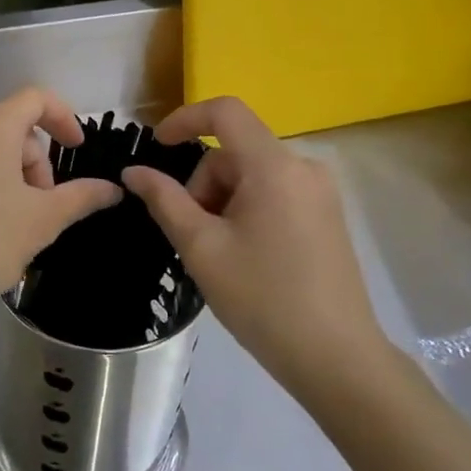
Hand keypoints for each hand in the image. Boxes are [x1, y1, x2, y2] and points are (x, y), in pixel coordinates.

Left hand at [0, 87, 121, 346]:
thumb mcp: (41, 222)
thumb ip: (81, 197)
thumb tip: (112, 188)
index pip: (35, 98)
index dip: (63, 117)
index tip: (75, 149)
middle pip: (6, 129)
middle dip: (32, 162)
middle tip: (39, 208)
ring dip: (0, 177)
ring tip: (3, 225)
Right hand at [120, 97, 387, 402]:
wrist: (336, 358)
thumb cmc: (262, 299)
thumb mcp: (202, 248)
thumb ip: (165, 200)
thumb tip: (134, 171)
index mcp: (274, 166)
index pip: (225, 112)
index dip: (184, 120)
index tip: (156, 147)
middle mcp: (303, 167)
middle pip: (235, 152)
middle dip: (204, 184)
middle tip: (194, 236)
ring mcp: (320, 191)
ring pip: (252, 175)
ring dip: (224, 201)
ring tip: (221, 254)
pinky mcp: (327, 214)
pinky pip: (275, 192)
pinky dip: (248, 210)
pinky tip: (247, 256)